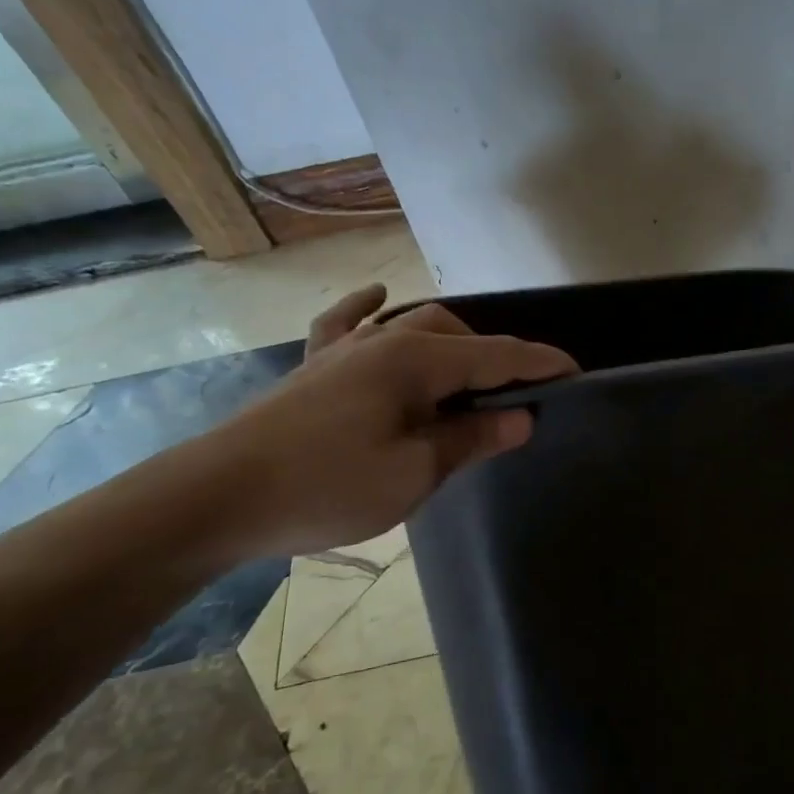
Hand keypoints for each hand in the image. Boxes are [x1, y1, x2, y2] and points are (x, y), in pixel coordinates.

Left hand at [205, 284, 576, 557]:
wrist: (218, 497)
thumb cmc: (326, 486)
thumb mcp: (413, 473)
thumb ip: (470, 439)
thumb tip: (520, 416)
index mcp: (415, 361)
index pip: (496, 355)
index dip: (540, 364)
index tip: (576, 373)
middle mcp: (384, 339)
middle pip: (458, 334)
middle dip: (497, 358)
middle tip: (519, 399)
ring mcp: (345, 349)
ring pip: (412, 325)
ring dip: (451, 344)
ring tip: (469, 377)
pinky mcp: (315, 366)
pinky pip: (349, 324)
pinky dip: (370, 310)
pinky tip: (381, 297)